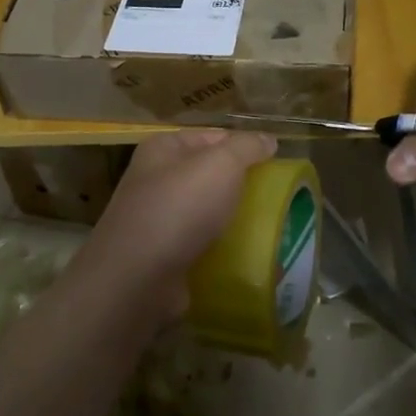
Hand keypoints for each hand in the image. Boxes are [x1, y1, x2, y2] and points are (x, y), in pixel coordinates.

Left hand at [73, 130, 278, 321]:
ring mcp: (156, 220)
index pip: (211, 137)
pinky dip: (221, 249)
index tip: (276, 162)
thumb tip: (268, 140)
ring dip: (232, 219)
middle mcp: (154, 180)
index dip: (243, 145)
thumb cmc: (179, 208)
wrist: (138, 278)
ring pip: (205, 212)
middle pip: (208, 175)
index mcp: (162, 149)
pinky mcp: (162, 256)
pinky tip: (246, 255)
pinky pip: (200, 245)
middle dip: (240, 185)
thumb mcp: (221, 165)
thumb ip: (247, 147)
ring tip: (269, 227)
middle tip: (276, 197)